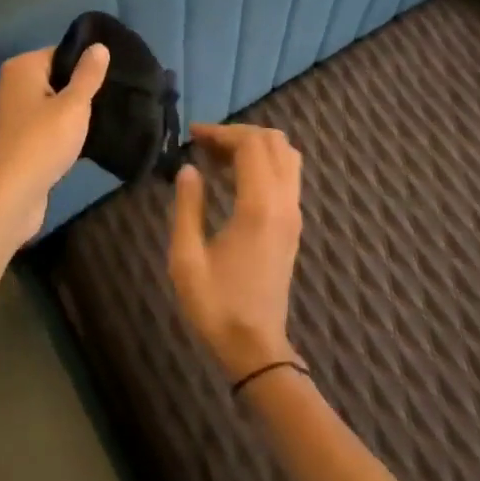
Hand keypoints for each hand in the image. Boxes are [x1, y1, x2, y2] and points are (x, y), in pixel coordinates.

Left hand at [0, 44, 109, 244]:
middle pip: (52, 79)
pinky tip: (76, 145)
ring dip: (67, 115)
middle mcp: (8, 86)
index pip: (59, 53)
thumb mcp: (74, 105)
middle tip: (106, 102)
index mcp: (20, 68)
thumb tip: (98, 46)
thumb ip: (88, 75)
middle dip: (76, 91)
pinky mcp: (9, 142)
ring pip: (46, 105)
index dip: (84, 65)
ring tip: (95, 124)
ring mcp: (6, 116)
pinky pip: (39, 127)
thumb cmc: (42, 142)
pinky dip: (55, 133)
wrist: (8, 196)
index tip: (108, 81)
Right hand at [168, 122, 303, 381]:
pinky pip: (287, 175)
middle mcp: (284, 203)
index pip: (251, 144)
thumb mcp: (186, 258)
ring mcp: (293, 214)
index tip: (192, 135)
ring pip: (286, 156)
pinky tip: (234, 178)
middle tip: (204, 145)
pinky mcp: (293, 225)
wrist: (256, 348)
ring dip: (255, 146)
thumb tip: (189, 168)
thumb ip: (187, 206)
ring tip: (219, 158)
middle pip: (273, 142)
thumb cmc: (216, 305)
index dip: (221, 132)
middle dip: (238, 133)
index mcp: (259, 207)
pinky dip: (264, 163)